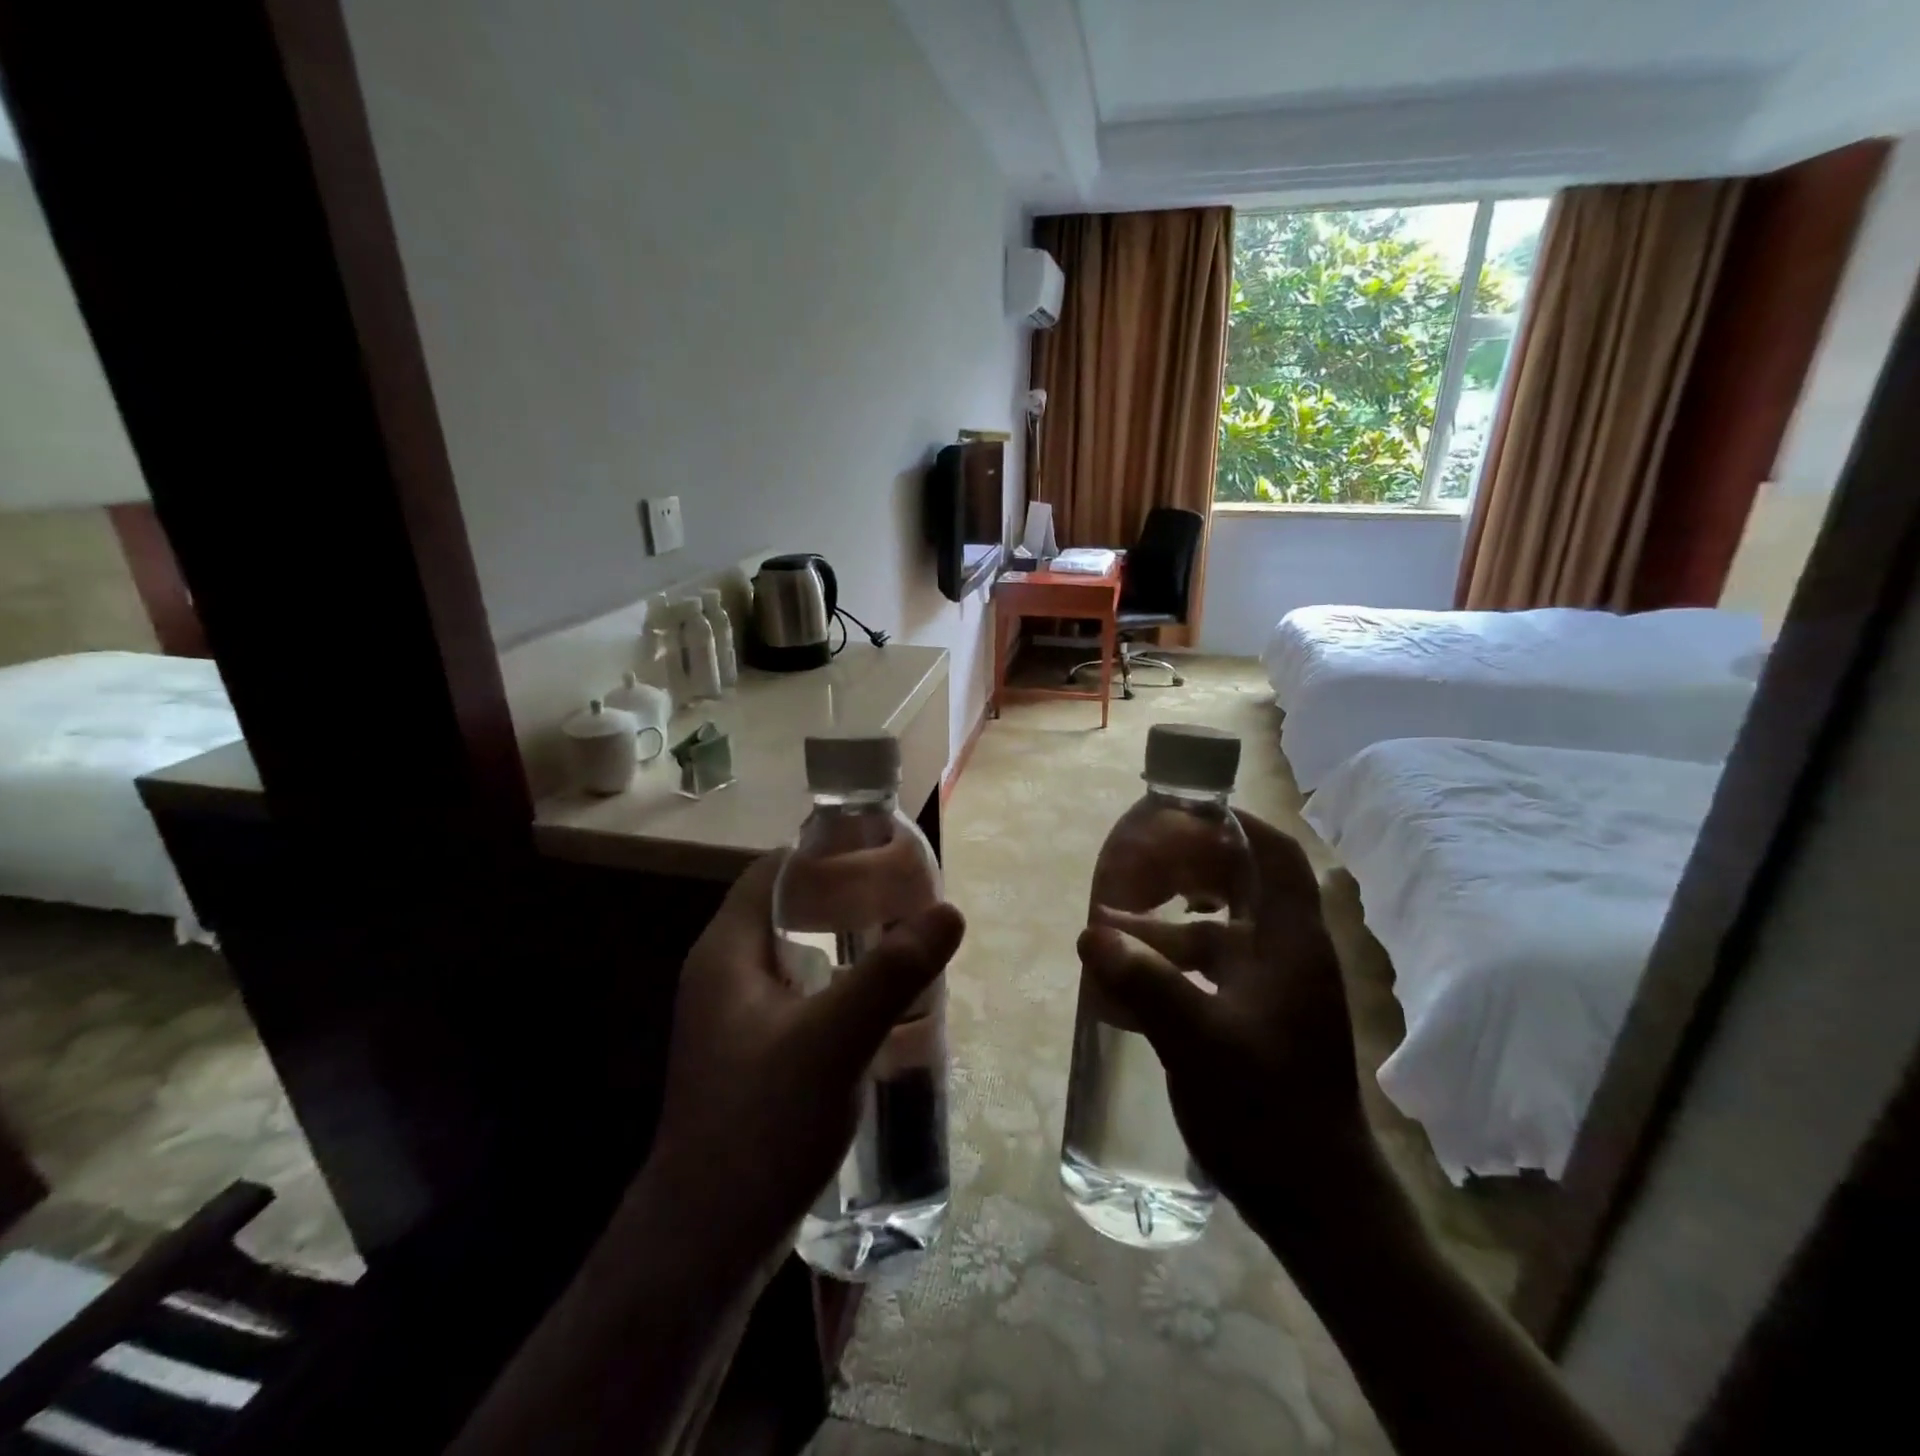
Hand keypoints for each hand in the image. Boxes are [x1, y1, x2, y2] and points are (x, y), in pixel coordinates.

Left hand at [645, 849, 965, 1277]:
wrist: (708, 1242)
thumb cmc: (762, 1125)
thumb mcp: (835, 1040)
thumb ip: (892, 972)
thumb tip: (949, 911)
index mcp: (726, 953)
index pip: (772, 873)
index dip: (822, 854)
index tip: (880, 853)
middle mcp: (723, 975)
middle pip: (786, 911)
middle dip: (844, 900)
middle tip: (905, 898)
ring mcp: (735, 1019)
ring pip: (796, 956)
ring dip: (844, 944)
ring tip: (902, 941)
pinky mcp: (752, 1054)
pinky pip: (800, 996)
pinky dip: (837, 985)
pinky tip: (879, 1004)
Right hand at [1077, 810, 1371, 1248]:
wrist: (1315, 1201)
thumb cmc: (1268, 1111)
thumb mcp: (1198, 1041)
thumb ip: (1144, 982)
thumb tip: (1090, 934)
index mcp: (1291, 944)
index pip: (1274, 855)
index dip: (1232, 824)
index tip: (1180, 813)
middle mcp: (1287, 956)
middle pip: (1240, 885)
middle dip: (1184, 869)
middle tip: (1132, 866)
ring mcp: (1272, 990)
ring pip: (1215, 933)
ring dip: (1163, 925)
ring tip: (1107, 928)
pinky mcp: (1255, 1019)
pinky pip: (1207, 973)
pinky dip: (1168, 967)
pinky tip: (1123, 986)